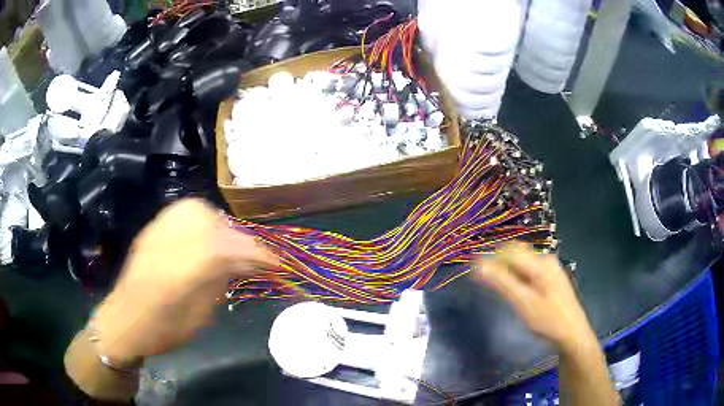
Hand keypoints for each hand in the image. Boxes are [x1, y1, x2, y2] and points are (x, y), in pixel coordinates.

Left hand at [91, 199, 277, 364]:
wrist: (125, 320)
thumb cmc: (164, 329)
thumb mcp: (200, 315)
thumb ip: (222, 282)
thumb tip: (245, 263)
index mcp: (185, 271)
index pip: (232, 249)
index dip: (260, 255)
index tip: (277, 264)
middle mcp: (172, 241)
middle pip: (216, 224)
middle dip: (240, 239)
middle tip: (250, 257)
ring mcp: (159, 230)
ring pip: (199, 210)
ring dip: (221, 225)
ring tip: (227, 244)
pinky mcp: (153, 227)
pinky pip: (183, 211)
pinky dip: (201, 218)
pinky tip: (203, 235)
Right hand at [471, 242, 595, 351]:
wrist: (573, 334)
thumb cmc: (548, 320)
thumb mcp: (523, 303)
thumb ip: (502, 283)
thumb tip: (478, 265)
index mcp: (540, 263)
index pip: (509, 251)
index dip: (490, 258)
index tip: (473, 271)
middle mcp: (546, 259)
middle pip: (517, 253)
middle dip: (498, 262)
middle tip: (483, 280)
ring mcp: (550, 268)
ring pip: (523, 261)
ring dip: (507, 269)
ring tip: (496, 285)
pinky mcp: (551, 277)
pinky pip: (529, 269)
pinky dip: (517, 274)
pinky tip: (514, 289)